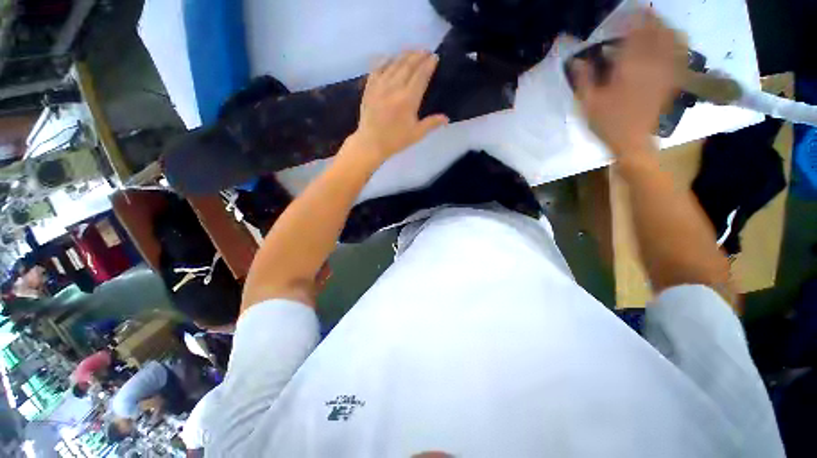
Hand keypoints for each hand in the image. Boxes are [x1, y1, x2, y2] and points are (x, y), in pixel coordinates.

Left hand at [351, 50, 448, 159]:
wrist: (371, 143)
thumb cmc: (395, 140)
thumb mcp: (416, 134)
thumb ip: (431, 123)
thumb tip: (447, 118)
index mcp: (408, 99)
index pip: (421, 75)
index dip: (429, 64)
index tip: (435, 57)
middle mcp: (395, 87)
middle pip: (408, 65)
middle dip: (418, 56)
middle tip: (426, 51)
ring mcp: (380, 85)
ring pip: (394, 63)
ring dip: (404, 55)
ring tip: (412, 51)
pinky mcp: (369, 87)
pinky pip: (378, 68)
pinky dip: (386, 60)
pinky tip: (390, 58)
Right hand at [572, 11, 686, 156]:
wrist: (633, 142)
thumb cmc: (608, 124)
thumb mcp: (588, 104)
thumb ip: (584, 80)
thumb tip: (576, 61)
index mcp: (629, 68)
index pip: (634, 33)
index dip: (629, 19)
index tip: (621, 15)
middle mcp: (652, 64)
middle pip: (656, 31)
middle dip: (649, 17)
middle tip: (640, 12)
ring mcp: (665, 71)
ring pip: (671, 38)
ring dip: (664, 26)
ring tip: (655, 20)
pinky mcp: (671, 79)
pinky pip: (679, 54)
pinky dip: (676, 41)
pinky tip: (671, 38)